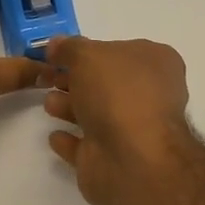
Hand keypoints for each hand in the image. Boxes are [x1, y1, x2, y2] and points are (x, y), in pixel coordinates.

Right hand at [42, 35, 195, 204]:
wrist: (131, 157)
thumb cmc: (116, 92)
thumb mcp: (87, 55)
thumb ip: (69, 48)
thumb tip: (56, 45)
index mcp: (155, 63)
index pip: (120, 50)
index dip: (89, 50)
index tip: (59, 53)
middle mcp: (150, 95)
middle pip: (106, 83)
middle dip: (76, 80)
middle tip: (49, 77)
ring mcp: (133, 130)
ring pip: (97, 113)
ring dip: (71, 107)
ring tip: (49, 104)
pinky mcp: (114, 159)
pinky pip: (88, 145)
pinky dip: (71, 140)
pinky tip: (55, 136)